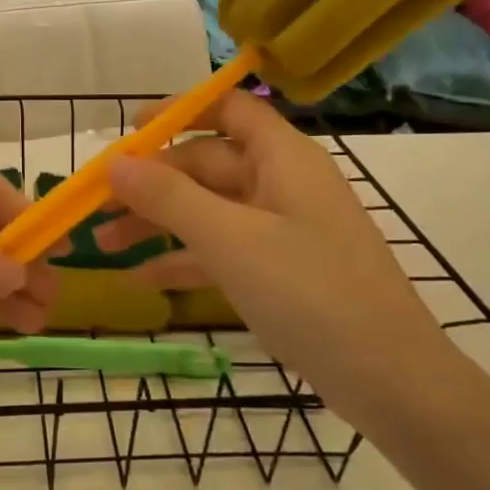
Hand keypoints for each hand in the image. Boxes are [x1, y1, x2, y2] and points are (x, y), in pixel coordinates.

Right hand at [100, 90, 452, 419]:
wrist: (391, 381)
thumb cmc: (311, 294)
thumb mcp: (231, 240)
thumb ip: (169, 197)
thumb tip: (115, 162)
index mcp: (281, 157)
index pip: (228, 108)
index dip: (178, 111)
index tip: (129, 131)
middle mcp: (281, 182)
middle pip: (206, 163)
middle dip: (150, 182)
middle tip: (97, 206)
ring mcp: (282, 228)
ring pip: (208, 209)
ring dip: (158, 222)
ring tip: (104, 244)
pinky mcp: (280, 270)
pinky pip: (222, 249)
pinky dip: (184, 258)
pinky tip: (143, 277)